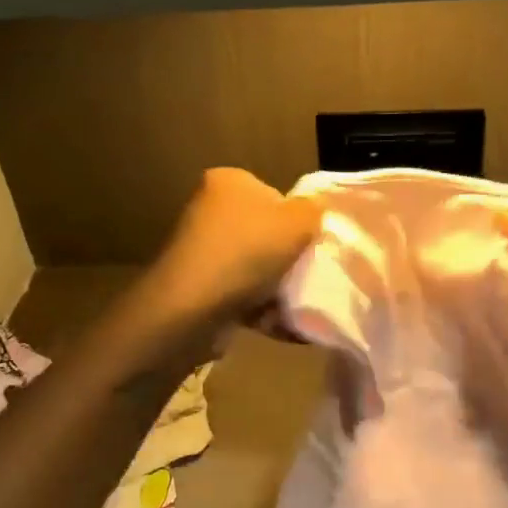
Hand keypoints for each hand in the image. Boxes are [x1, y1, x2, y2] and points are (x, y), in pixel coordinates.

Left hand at [143, 168, 321, 322]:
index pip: (274, 195)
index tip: (311, 244)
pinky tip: (282, 326)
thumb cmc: (248, 251)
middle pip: (265, 234)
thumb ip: (315, 209)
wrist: (191, 308)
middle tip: (310, 276)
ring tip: (298, 307)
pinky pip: (240, 295)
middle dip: (287, 259)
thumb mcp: (298, 221)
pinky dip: (261, 310)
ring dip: (277, 289)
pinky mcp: (197, 287)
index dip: (297, 221)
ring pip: (255, 268)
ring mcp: (201, 251)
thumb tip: (315, 210)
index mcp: (228, 182)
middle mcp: (209, 210)